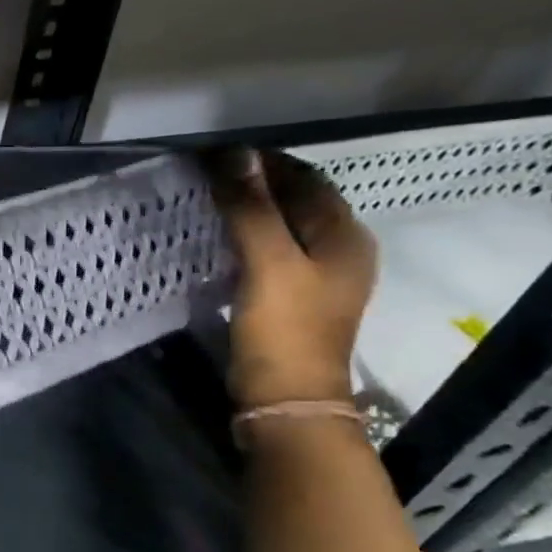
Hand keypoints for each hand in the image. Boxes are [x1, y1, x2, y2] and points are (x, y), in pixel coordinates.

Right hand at [206, 149, 376, 410]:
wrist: (286, 398)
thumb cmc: (285, 327)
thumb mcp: (268, 262)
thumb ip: (252, 207)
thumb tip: (234, 153)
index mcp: (345, 235)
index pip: (306, 179)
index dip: (265, 162)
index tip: (218, 153)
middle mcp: (340, 249)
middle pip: (297, 200)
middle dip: (256, 183)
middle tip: (206, 174)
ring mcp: (318, 276)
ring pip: (283, 225)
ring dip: (250, 209)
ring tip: (207, 200)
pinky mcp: (293, 296)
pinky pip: (271, 250)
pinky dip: (247, 235)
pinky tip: (219, 238)